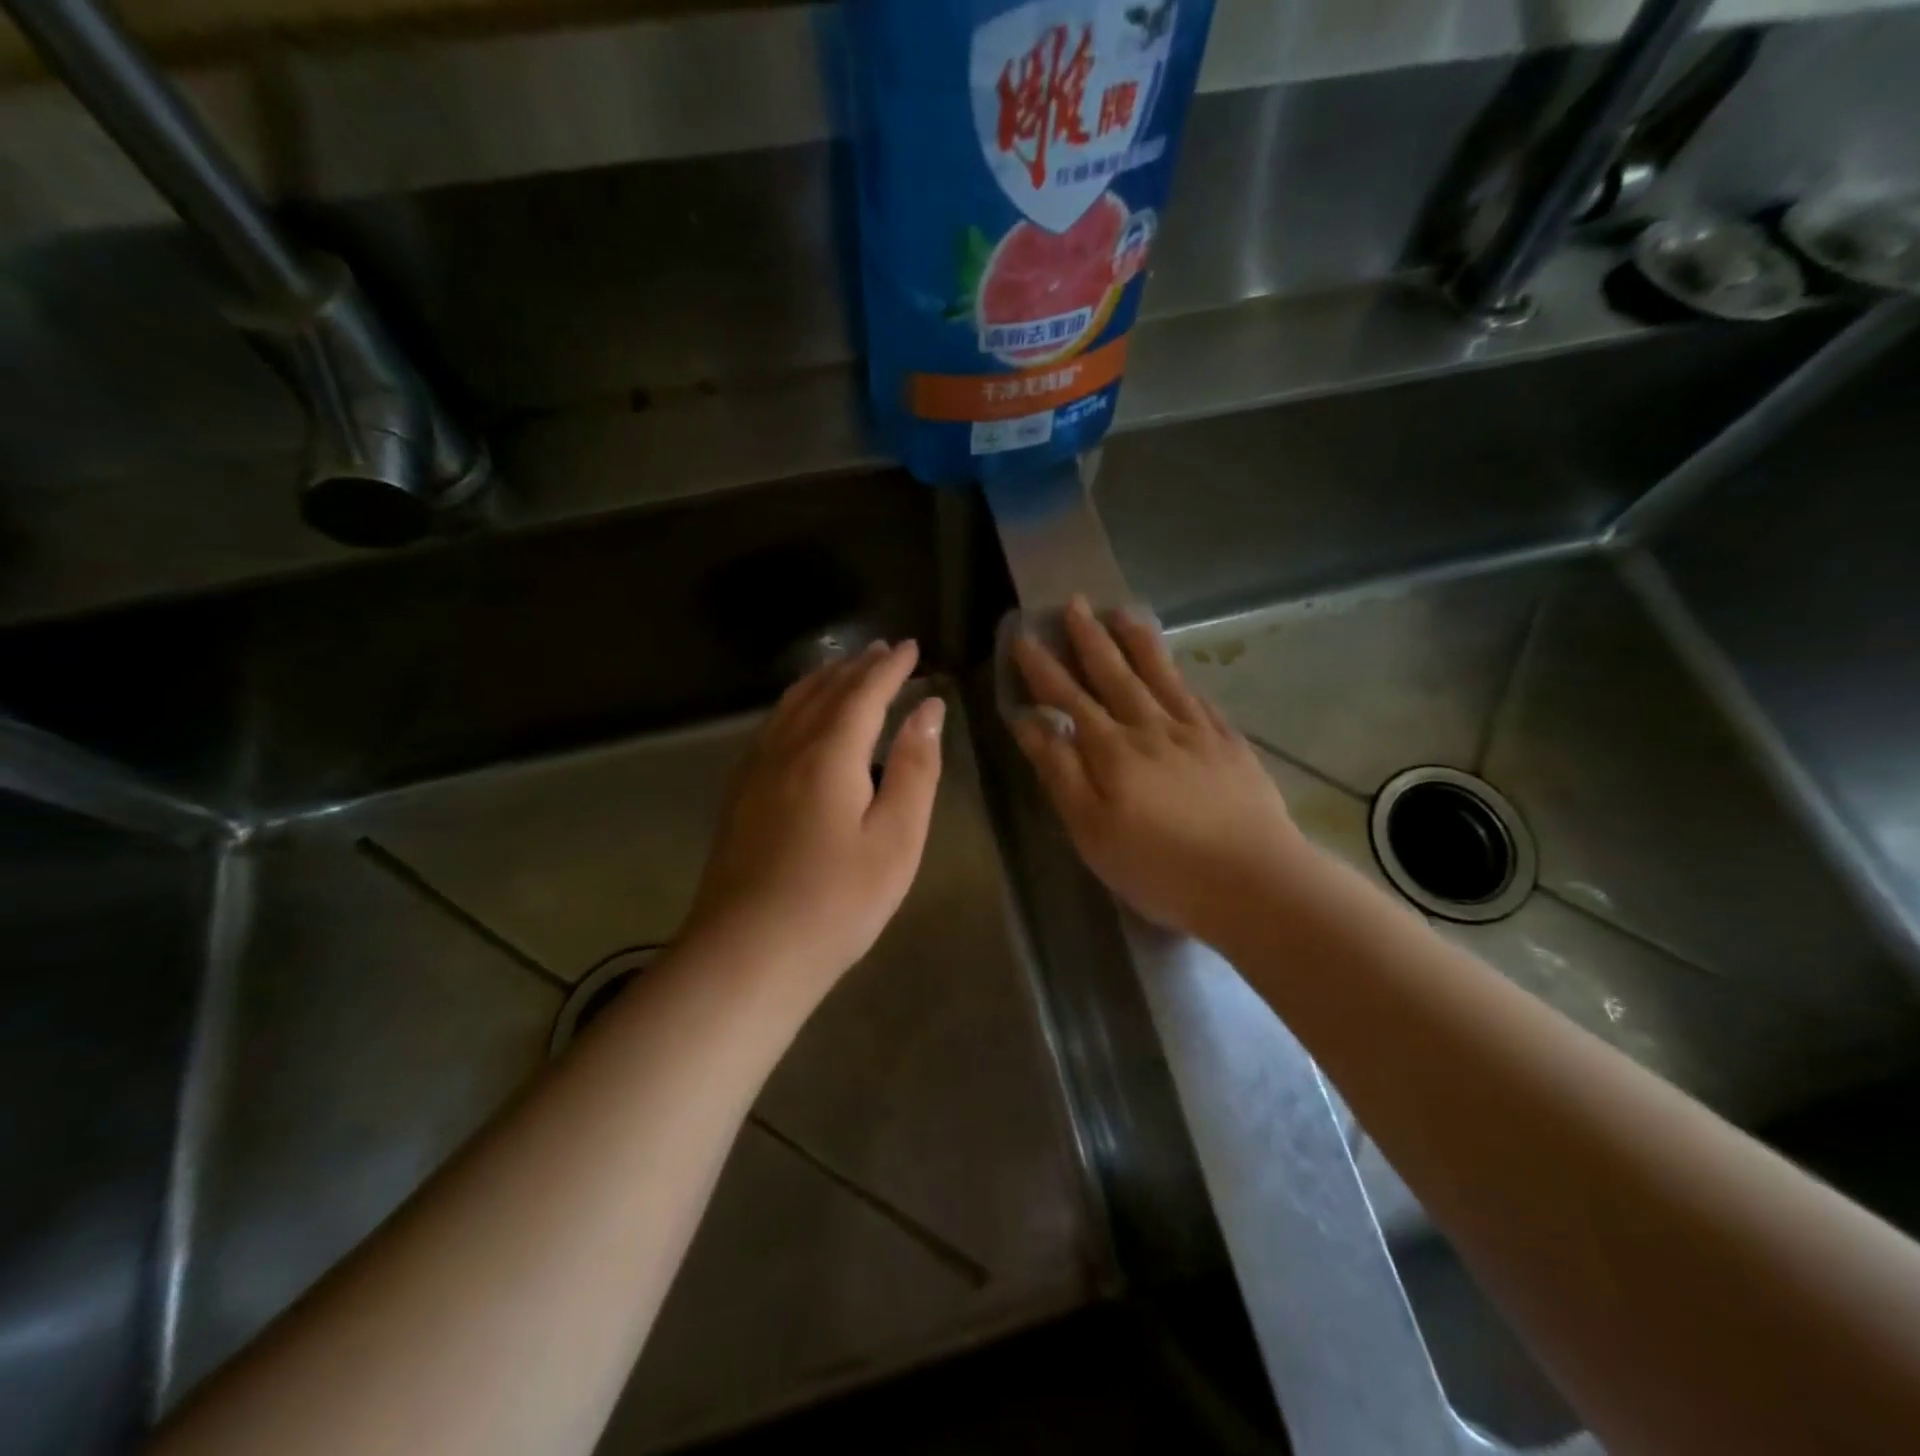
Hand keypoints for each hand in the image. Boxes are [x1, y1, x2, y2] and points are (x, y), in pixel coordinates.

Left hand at [681, 640, 944, 997]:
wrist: (747, 954)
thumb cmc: (837, 901)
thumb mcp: (897, 838)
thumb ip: (915, 768)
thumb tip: (929, 709)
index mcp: (829, 752)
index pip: (864, 692)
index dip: (890, 668)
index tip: (911, 647)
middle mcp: (786, 748)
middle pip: (824, 691)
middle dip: (856, 667)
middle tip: (882, 650)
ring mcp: (755, 770)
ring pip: (791, 706)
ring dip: (823, 681)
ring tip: (844, 669)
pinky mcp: (739, 795)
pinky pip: (772, 727)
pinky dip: (795, 705)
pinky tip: (799, 718)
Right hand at [1010, 598, 1304, 939]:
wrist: (1252, 880)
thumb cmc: (1159, 866)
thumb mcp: (1091, 830)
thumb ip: (1060, 772)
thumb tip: (1029, 723)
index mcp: (1112, 750)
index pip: (1068, 698)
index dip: (1043, 667)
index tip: (1024, 635)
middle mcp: (1151, 728)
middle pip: (1114, 674)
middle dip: (1090, 638)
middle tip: (1075, 603)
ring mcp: (1195, 732)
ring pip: (1160, 675)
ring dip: (1138, 642)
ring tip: (1124, 612)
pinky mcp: (1229, 744)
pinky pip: (1198, 698)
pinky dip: (1181, 677)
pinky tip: (1178, 668)